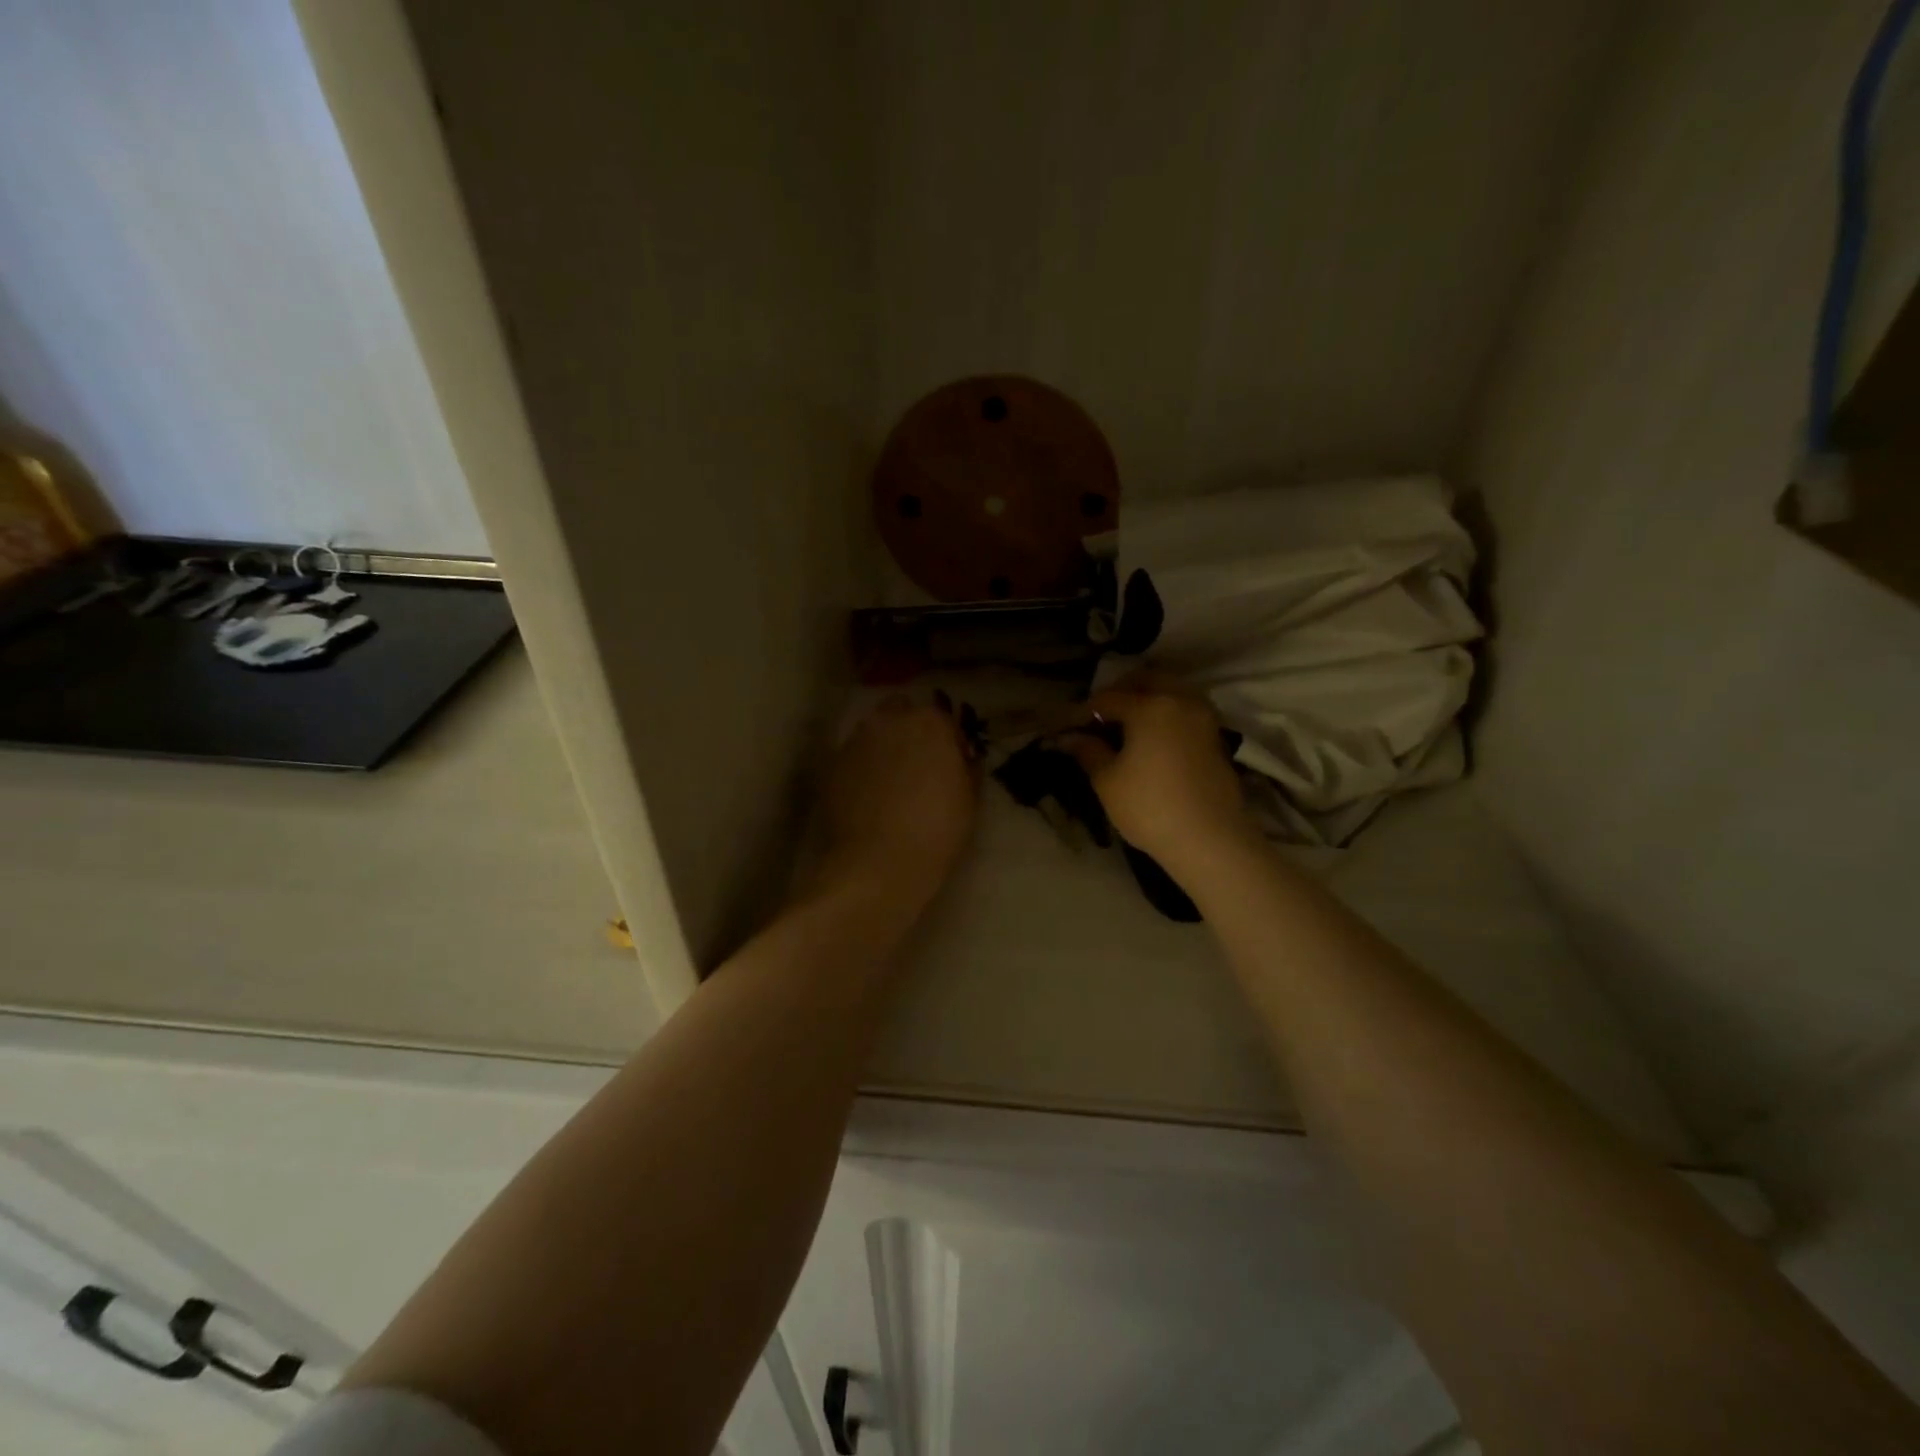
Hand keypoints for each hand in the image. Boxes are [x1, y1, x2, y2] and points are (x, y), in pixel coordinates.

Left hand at [815, 695, 979, 903]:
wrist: (879, 862)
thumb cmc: (938, 829)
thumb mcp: (970, 798)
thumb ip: (965, 766)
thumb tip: (960, 757)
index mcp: (930, 722)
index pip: (941, 716)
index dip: (947, 738)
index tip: (950, 761)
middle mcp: (889, 721)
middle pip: (900, 711)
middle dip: (909, 729)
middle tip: (918, 763)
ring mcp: (856, 741)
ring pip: (872, 732)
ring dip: (883, 746)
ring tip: (890, 781)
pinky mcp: (832, 765)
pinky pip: (852, 758)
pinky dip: (861, 769)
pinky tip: (867, 797)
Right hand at [1060, 681, 1251, 869]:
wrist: (1210, 839)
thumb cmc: (1149, 808)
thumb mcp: (1108, 781)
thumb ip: (1088, 751)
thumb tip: (1069, 737)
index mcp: (1150, 706)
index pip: (1108, 698)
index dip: (1084, 710)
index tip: (1067, 725)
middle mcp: (1180, 700)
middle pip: (1146, 680)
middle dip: (1120, 691)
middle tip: (1099, 715)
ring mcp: (1203, 717)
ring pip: (1171, 690)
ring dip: (1147, 697)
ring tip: (1126, 724)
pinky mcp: (1216, 736)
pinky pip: (1186, 709)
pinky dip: (1167, 712)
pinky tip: (1152, 737)